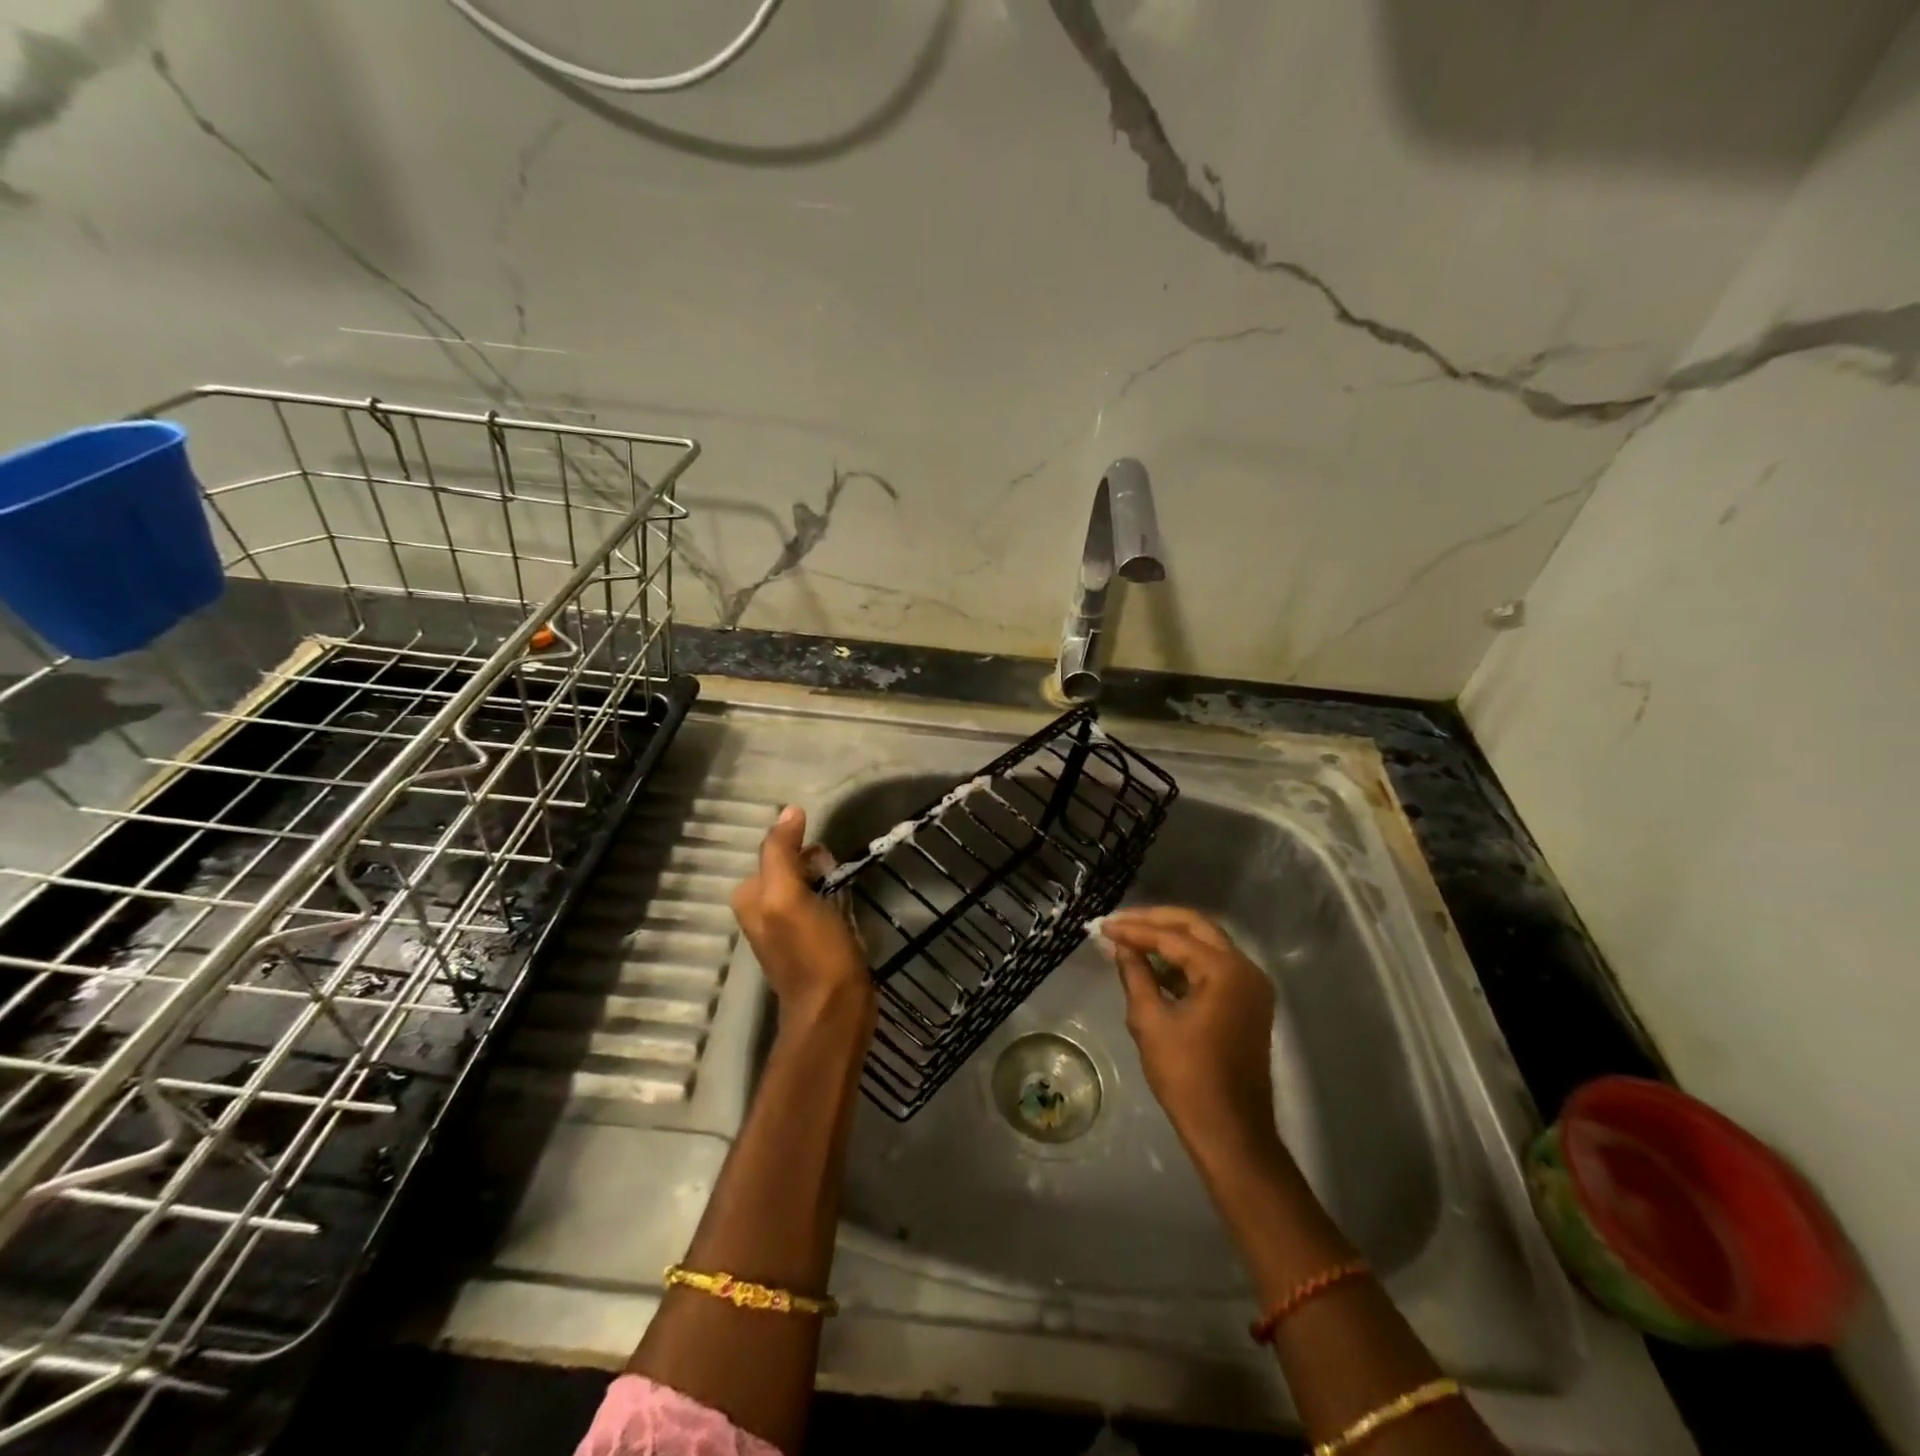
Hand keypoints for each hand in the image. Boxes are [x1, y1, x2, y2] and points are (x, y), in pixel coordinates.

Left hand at [732, 805, 874, 1028]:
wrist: (835, 1012)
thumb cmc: (813, 952)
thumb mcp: (788, 896)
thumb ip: (781, 853)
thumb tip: (788, 810)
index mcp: (750, 898)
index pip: (773, 850)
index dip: (800, 843)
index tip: (826, 852)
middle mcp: (761, 911)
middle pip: (790, 866)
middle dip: (813, 861)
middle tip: (836, 872)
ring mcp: (787, 928)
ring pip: (806, 884)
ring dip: (825, 878)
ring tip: (844, 885)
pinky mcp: (810, 942)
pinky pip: (819, 903)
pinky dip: (833, 897)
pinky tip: (847, 905)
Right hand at [1102, 906, 1279, 1159]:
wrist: (1230, 1132)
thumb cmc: (1187, 1078)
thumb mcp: (1150, 1022)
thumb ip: (1135, 975)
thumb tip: (1121, 947)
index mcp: (1224, 971)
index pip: (1172, 936)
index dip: (1134, 929)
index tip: (1102, 926)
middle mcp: (1245, 969)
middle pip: (1196, 927)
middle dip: (1155, 921)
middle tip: (1119, 923)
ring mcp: (1251, 986)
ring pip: (1207, 943)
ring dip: (1169, 938)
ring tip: (1130, 939)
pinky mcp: (1248, 1002)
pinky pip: (1214, 966)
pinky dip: (1184, 960)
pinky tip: (1154, 964)